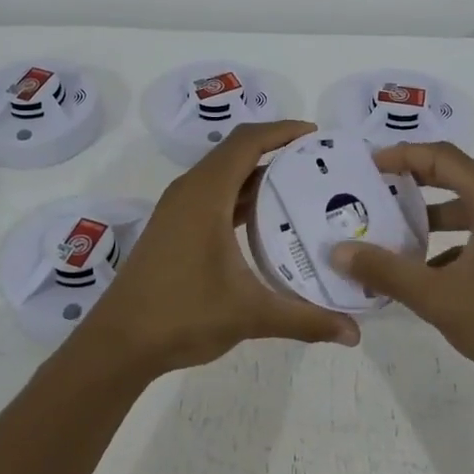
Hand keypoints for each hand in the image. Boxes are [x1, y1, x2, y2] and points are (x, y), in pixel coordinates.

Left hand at [86, 119, 359, 374]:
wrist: (119, 343)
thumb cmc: (182, 315)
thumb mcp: (250, 314)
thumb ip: (304, 319)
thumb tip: (354, 333)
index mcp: (205, 194)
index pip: (247, 141)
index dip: (282, 131)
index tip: (317, 135)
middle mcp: (189, 191)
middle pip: (236, 151)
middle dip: (276, 149)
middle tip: (317, 162)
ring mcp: (177, 209)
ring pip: (223, 174)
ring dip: (257, 173)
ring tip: (299, 186)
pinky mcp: (173, 227)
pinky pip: (213, 194)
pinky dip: (240, 195)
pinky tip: (265, 220)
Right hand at [331, 142, 473, 394]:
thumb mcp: (438, 297)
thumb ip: (386, 271)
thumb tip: (338, 252)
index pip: (443, 157)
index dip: (402, 155)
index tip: (367, 166)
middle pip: (458, 177)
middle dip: (413, 185)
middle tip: (373, 193)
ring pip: (473, 208)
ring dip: (433, 218)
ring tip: (393, 235)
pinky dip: (456, 241)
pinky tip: (429, 271)